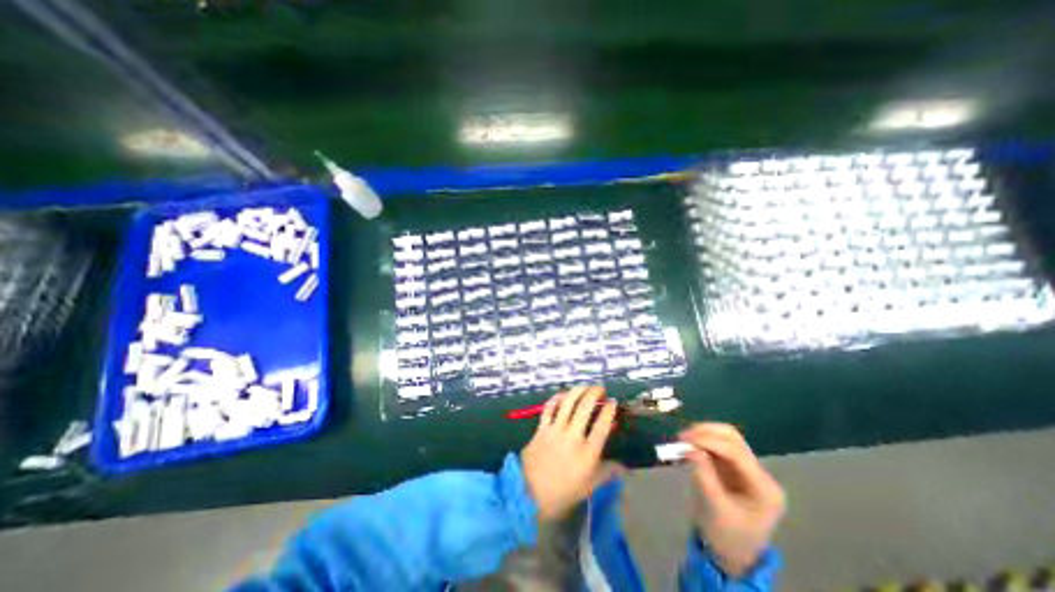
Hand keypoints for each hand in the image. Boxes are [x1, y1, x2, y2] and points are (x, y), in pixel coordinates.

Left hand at [524, 385, 620, 518]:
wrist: (529, 495)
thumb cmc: (562, 493)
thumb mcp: (589, 486)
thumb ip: (607, 473)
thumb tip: (624, 468)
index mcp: (587, 453)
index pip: (602, 425)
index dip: (609, 410)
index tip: (613, 401)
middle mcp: (573, 437)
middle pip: (585, 407)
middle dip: (594, 393)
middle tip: (600, 388)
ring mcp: (555, 430)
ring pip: (568, 403)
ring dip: (577, 390)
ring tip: (585, 386)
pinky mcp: (541, 428)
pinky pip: (549, 408)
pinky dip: (556, 398)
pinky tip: (562, 394)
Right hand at [681, 423, 787, 580]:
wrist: (732, 555)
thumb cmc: (726, 536)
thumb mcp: (713, 508)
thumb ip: (703, 475)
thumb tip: (689, 447)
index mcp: (764, 488)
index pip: (736, 452)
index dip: (709, 440)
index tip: (683, 439)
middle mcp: (760, 474)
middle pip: (733, 439)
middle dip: (706, 432)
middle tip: (682, 436)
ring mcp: (748, 469)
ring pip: (726, 438)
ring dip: (703, 434)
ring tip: (682, 440)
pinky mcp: (734, 468)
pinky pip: (718, 446)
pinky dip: (701, 442)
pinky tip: (687, 446)